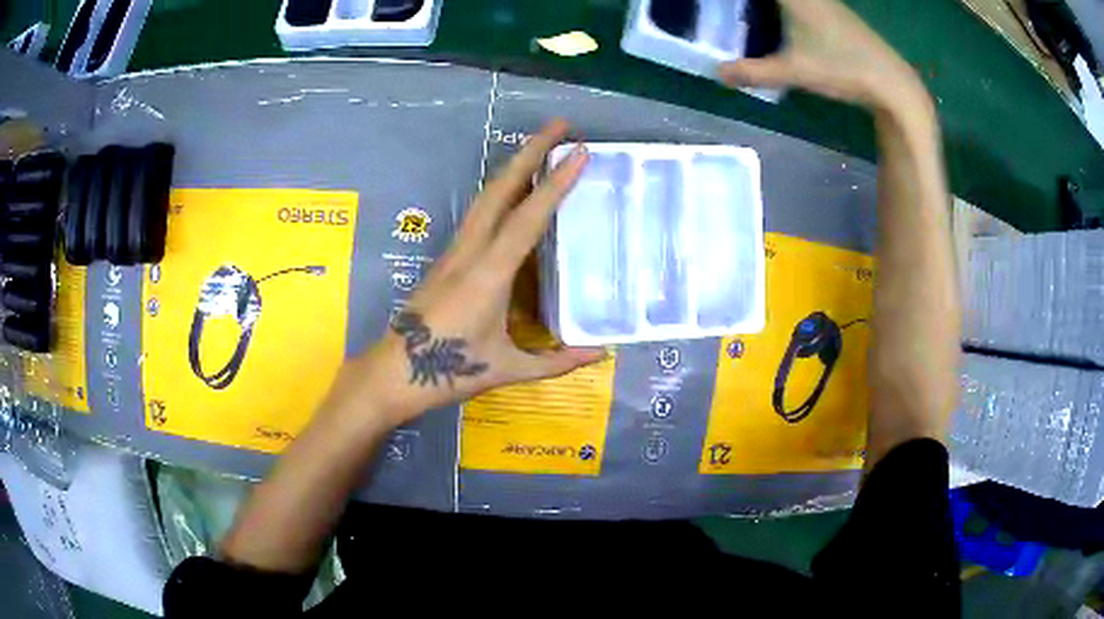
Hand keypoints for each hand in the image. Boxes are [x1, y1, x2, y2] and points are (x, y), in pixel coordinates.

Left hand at [344, 120, 604, 425]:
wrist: (393, 372)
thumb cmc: (448, 371)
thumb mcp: (506, 368)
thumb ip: (555, 361)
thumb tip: (600, 353)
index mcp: (489, 274)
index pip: (528, 218)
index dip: (556, 183)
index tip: (580, 152)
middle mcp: (470, 251)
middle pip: (501, 189)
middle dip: (531, 152)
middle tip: (560, 126)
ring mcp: (454, 250)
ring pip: (486, 196)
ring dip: (514, 166)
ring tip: (542, 147)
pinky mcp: (447, 257)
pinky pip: (479, 214)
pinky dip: (501, 191)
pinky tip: (515, 191)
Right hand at [719, 0, 928, 111]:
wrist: (893, 83)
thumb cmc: (843, 68)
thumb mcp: (795, 71)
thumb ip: (754, 72)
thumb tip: (718, 74)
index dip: (742, 0)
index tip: (723, 4)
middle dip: (753, 4)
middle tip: (732, 12)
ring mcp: (826, 2)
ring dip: (770, 5)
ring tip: (750, 14)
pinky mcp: (837, 13)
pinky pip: (805, 2)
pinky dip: (788, 8)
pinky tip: (782, 19)